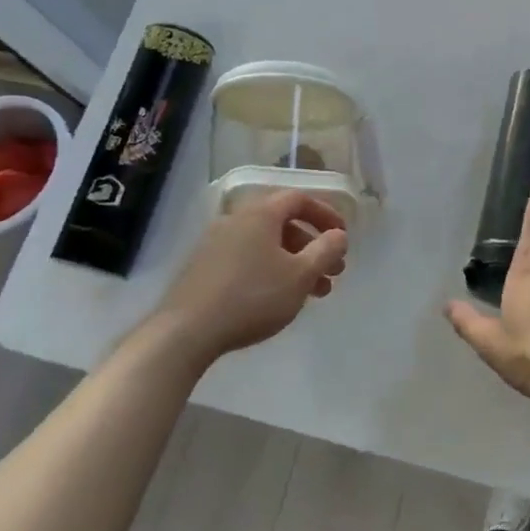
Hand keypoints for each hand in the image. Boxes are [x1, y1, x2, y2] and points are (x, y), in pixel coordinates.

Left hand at [148, 191, 348, 364]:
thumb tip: (338, 235)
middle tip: (333, 272)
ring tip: (315, 294)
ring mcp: (215, 244)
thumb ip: (326, 250)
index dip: (326, 214)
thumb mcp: (300, 275)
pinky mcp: (204, 268)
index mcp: (260, 214)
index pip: (299, 199)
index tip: (342, 237)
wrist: (186, 331)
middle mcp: (235, 220)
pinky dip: (271, 271)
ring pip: (266, 246)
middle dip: (313, 247)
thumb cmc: (252, 297)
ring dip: (295, 264)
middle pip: (283, 225)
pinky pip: (247, 259)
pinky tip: (280, 299)